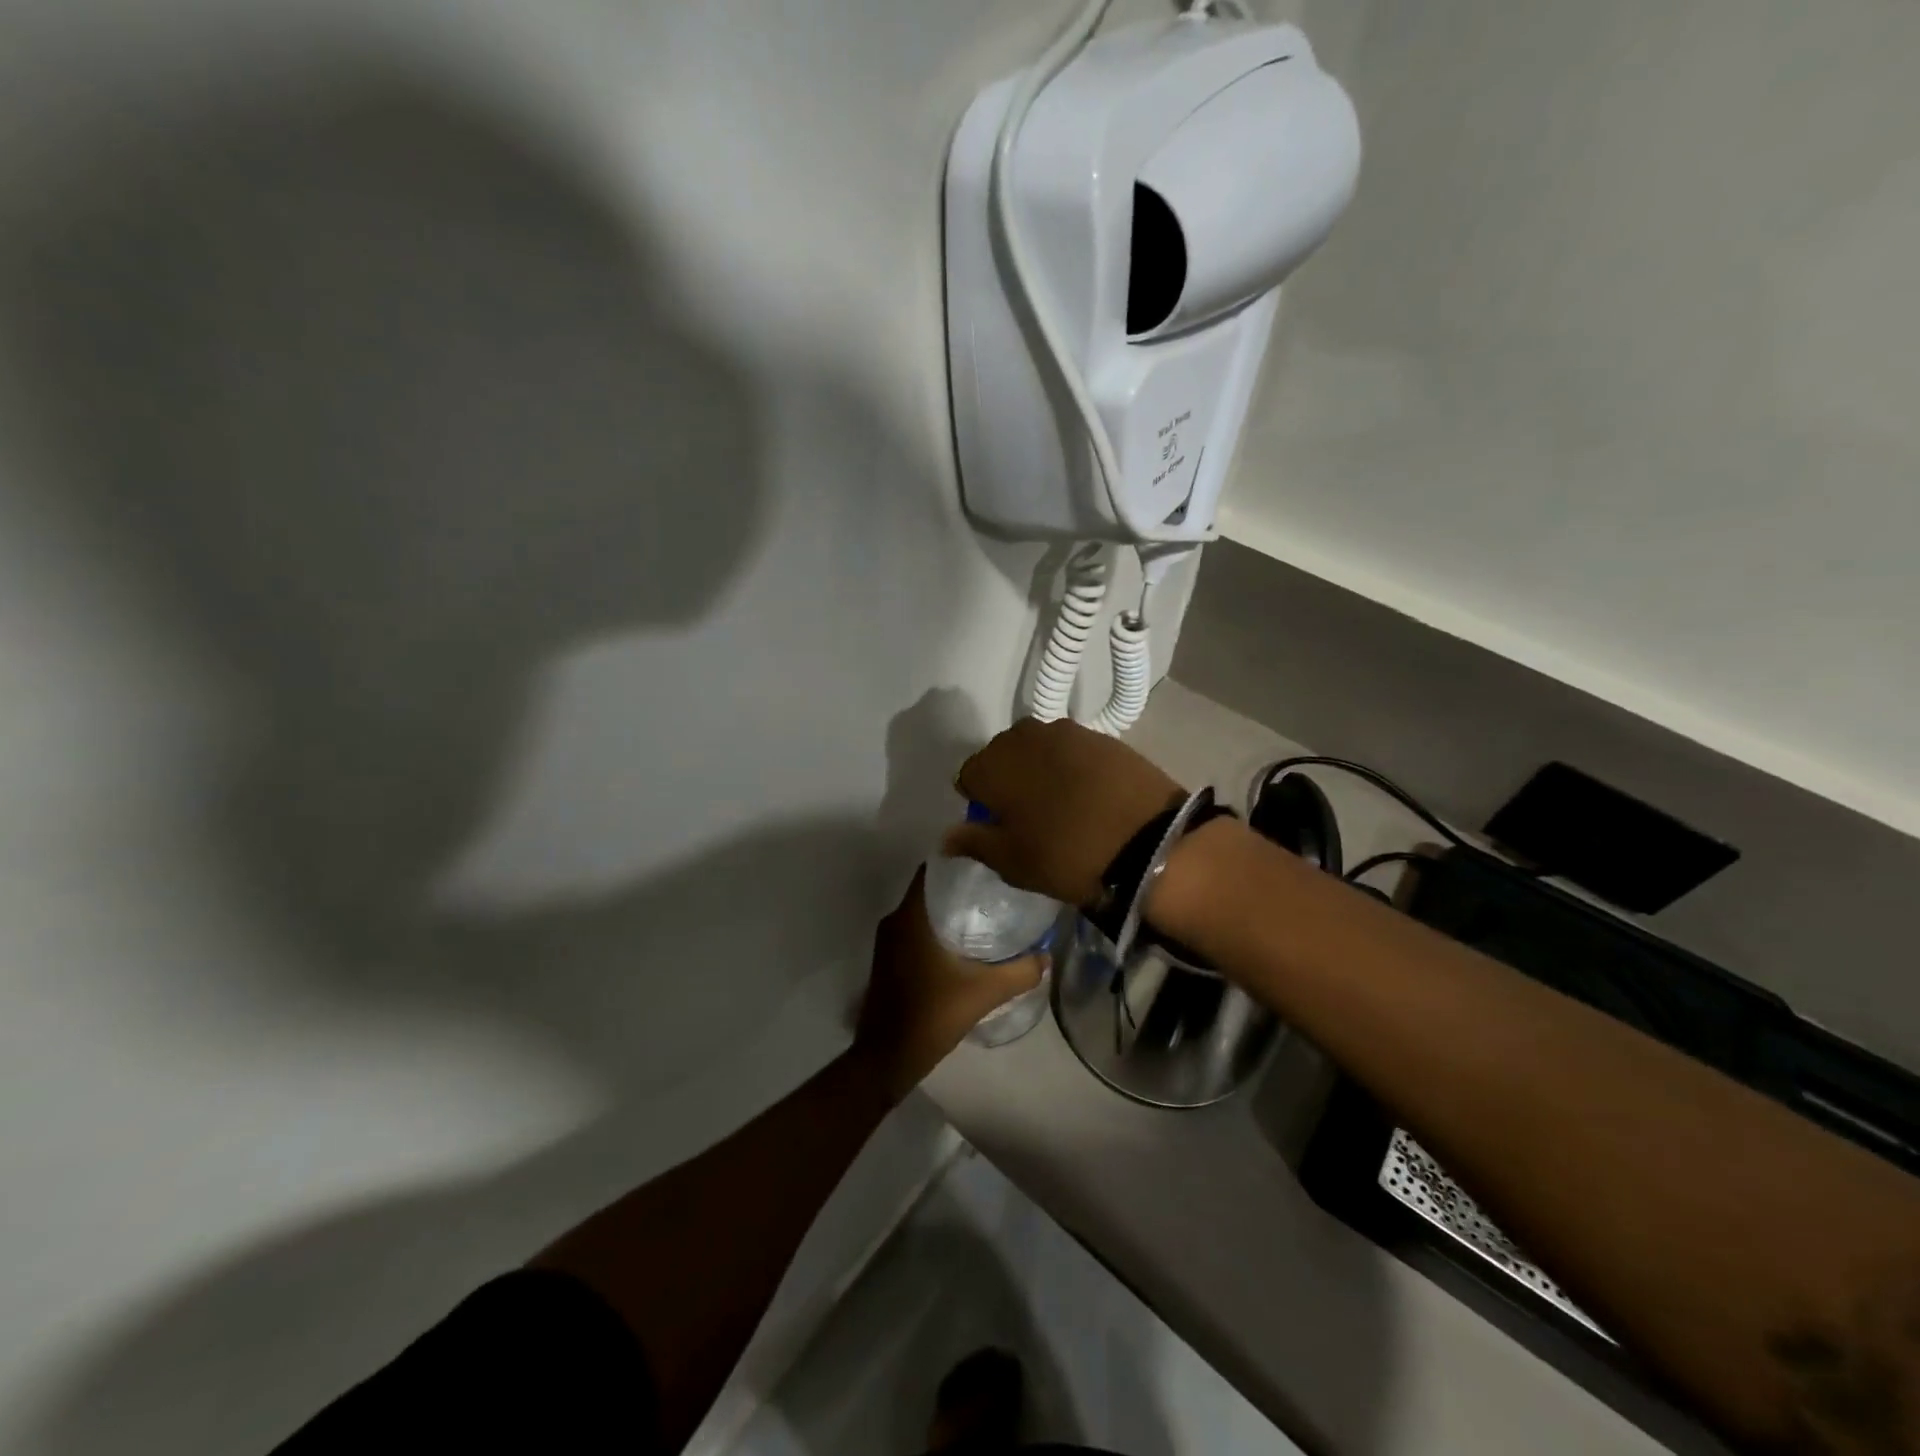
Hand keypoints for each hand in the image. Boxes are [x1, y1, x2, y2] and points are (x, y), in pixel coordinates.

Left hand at [852, 869, 1046, 1102]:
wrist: (887, 1059)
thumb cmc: (931, 1016)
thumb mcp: (983, 993)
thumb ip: (1019, 972)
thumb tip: (1047, 955)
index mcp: (911, 917)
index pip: (933, 869)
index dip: (959, 859)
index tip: (988, 860)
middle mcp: (895, 921)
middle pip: (930, 889)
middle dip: (961, 886)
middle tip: (997, 887)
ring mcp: (888, 943)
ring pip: (922, 912)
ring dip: (949, 909)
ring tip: (987, 912)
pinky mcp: (889, 961)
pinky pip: (916, 930)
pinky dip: (938, 929)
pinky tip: (965, 943)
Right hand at [944, 718, 1183, 907]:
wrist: (1149, 843)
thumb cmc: (1067, 855)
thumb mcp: (1013, 861)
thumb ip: (974, 842)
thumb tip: (945, 837)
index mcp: (993, 764)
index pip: (969, 775)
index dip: (979, 800)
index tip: (997, 824)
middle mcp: (1024, 736)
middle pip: (1002, 754)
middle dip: (1008, 778)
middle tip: (1028, 814)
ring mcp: (1067, 731)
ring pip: (1038, 748)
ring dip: (1040, 768)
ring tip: (1060, 801)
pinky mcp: (1103, 736)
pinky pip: (1072, 749)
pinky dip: (1072, 766)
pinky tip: (1088, 792)